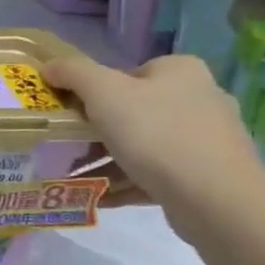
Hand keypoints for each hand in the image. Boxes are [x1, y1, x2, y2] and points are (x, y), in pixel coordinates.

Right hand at [41, 52, 264, 232]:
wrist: (216, 199)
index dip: (92, 93)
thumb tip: (49, 65)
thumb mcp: (104, 93)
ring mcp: (207, 139)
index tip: (70, 115)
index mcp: (180, 71)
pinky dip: (126, 182)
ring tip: (76, 177)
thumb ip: (73, 73)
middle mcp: (200, 98)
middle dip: (96, 131)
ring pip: (143, 145)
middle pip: (133, 111)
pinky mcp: (207, 175)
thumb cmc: (156, 134)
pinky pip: (156, 173)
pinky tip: (99, 196)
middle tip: (68, 147)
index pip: (126, 74)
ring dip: (107, 160)